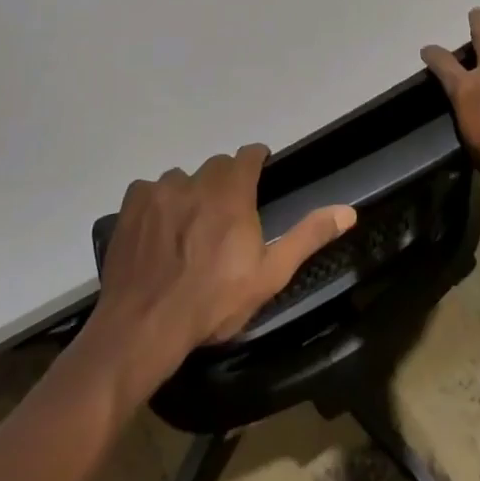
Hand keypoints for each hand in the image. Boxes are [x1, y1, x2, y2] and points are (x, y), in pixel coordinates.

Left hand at [85, 145, 355, 400]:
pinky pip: (149, 190)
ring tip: (187, 229)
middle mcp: (196, 180)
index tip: (258, 175)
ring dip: (189, 194)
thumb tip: (348, 210)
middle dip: (223, 182)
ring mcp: (160, 190)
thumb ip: (307, 236)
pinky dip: (156, 205)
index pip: (248, 155)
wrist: (145, 325)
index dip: (255, 162)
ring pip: (181, 179)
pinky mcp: (131, 204)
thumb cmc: (214, 302)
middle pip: (215, 166)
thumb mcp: (269, 275)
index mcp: (232, 192)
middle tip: (224, 217)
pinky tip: (157, 233)